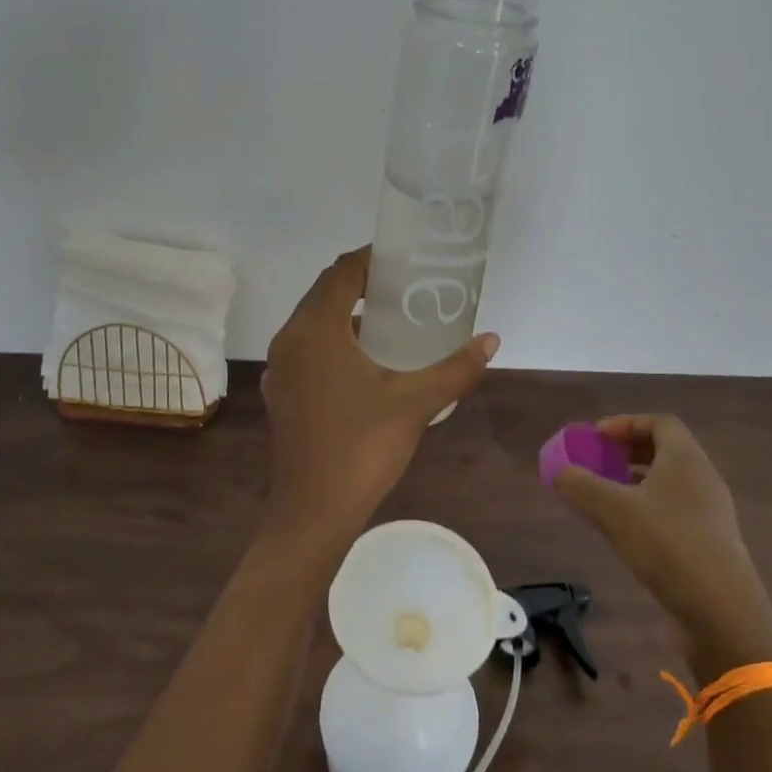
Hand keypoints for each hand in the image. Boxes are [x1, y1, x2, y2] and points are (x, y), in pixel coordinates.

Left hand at [260, 247, 498, 548]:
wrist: (311, 514)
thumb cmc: (361, 449)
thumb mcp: (415, 404)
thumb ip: (455, 368)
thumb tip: (491, 340)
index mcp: (314, 330)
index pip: (341, 272)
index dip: (371, 258)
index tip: (404, 258)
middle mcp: (290, 340)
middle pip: (324, 293)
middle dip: (362, 283)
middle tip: (405, 286)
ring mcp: (281, 368)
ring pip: (314, 323)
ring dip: (348, 314)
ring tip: (392, 320)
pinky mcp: (281, 393)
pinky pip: (308, 349)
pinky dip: (335, 341)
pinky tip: (368, 362)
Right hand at [551, 414, 771, 682]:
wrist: (722, 614)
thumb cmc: (668, 546)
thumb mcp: (612, 510)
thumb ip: (579, 485)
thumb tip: (559, 471)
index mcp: (686, 459)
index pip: (660, 422)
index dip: (625, 423)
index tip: (596, 438)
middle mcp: (703, 479)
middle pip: (665, 450)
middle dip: (627, 452)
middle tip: (597, 463)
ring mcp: (710, 514)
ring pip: (669, 483)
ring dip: (636, 482)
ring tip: (605, 496)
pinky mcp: (710, 544)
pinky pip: (674, 511)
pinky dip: (647, 508)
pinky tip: (626, 532)